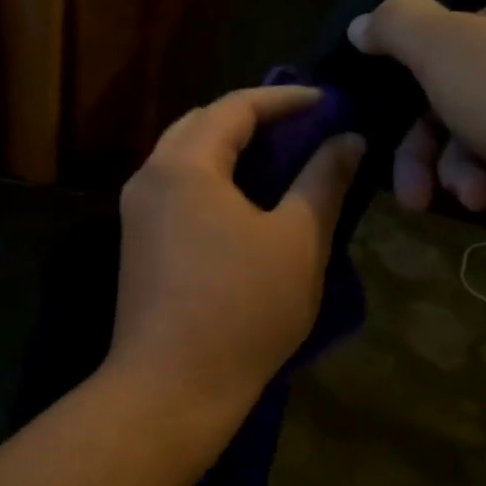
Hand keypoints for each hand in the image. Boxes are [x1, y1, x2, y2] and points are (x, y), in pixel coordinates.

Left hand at [108, 87, 364, 414]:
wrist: (170, 388)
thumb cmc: (241, 309)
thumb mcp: (297, 241)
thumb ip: (323, 180)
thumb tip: (349, 139)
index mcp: (183, 164)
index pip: (235, 107)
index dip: (284, 98)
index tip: (327, 100)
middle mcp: (150, 176)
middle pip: (201, 124)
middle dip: (252, 117)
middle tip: (301, 125)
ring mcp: (137, 211)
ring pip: (185, 156)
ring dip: (229, 148)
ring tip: (279, 158)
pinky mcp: (138, 242)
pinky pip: (177, 188)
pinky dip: (213, 178)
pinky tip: (245, 199)